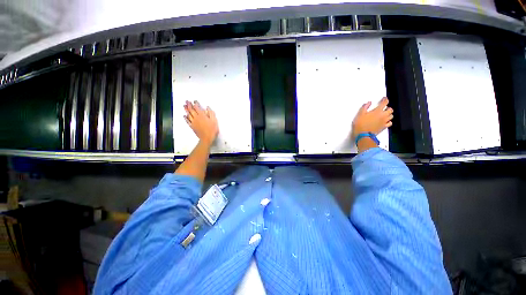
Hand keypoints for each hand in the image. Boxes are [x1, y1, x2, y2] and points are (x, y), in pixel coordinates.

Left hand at [184, 100, 218, 145]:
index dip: (195, 103)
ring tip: (184, 106)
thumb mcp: (214, 120)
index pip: (197, 107)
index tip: (194, 101)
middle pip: (191, 110)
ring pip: (188, 114)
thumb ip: (211, 113)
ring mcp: (193, 122)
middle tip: (186, 101)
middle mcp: (196, 117)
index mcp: (202, 115)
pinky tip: (184, 116)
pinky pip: (187, 121)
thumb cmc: (212, 129)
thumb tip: (207, 107)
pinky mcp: (192, 126)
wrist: (207, 138)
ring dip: (186, 109)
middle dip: (189, 105)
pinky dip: (185, 118)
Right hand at [352, 97, 392, 139]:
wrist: (363, 135)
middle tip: (384, 107)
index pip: (385, 103)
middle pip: (390, 109)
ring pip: (391, 116)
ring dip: (389, 114)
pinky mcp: (384, 127)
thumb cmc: (360, 125)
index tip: (384, 99)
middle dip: (388, 107)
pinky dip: (389, 121)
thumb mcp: (360, 114)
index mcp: (377, 111)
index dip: (385, 99)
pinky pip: (390, 123)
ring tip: (385, 114)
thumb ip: (365, 107)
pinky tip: (385, 121)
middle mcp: (383, 116)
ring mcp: (384, 122)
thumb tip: (368, 103)